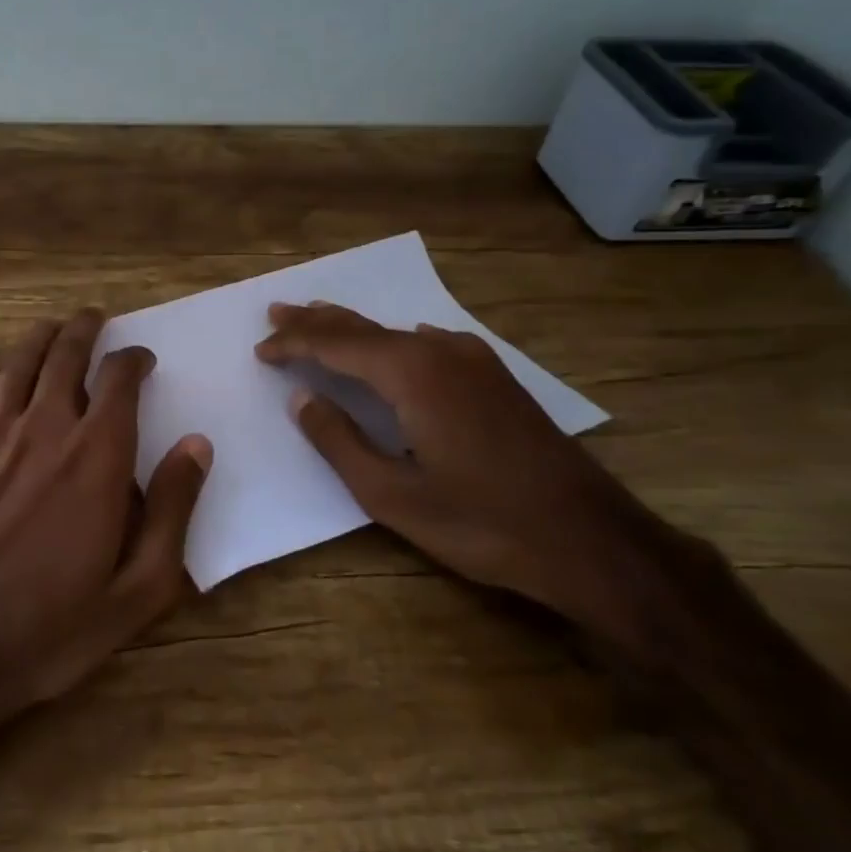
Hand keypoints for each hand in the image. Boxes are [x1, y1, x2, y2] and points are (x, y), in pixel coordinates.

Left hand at [0, 308, 212, 764]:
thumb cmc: (50, 626)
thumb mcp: (137, 589)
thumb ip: (173, 511)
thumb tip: (196, 445)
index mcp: (96, 456)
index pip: (120, 380)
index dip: (134, 360)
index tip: (142, 359)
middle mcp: (44, 427)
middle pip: (66, 354)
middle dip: (85, 330)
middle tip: (96, 319)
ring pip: (19, 361)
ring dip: (42, 336)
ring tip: (55, 328)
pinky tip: (3, 368)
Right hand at [255, 301, 697, 653]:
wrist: (590, 539)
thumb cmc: (481, 523)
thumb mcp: (391, 494)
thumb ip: (339, 441)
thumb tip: (303, 398)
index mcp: (412, 374)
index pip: (335, 345)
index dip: (294, 344)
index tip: (260, 349)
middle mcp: (442, 351)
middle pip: (365, 327)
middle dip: (317, 320)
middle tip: (277, 312)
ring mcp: (475, 361)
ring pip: (398, 333)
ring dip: (354, 329)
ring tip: (319, 320)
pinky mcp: (496, 378)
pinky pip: (429, 344)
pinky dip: (393, 342)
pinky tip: (392, 345)